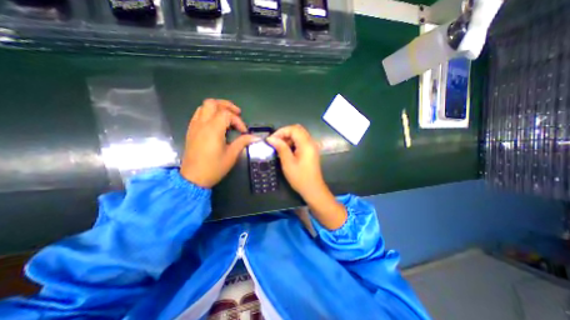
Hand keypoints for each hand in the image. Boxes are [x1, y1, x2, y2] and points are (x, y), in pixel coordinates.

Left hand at [180, 98, 257, 187]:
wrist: (193, 178)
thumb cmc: (214, 167)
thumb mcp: (231, 155)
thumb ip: (243, 142)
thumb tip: (255, 137)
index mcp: (213, 129)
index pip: (227, 114)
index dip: (238, 121)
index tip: (244, 132)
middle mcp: (202, 124)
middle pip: (212, 103)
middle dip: (226, 105)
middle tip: (237, 113)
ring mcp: (194, 126)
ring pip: (203, 107)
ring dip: (217, 108)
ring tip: (227, 117)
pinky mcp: (191, 131)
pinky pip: (198, 114)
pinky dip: (208, 113)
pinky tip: (216, 123)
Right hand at [268, 124, 346, 229]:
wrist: (313, 189)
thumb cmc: (300, 177)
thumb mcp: (288, 163)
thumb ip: (281, 148)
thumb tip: (271, 138)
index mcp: (306, 144)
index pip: (293, 129)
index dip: (281, 131)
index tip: (271, 140)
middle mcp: (311, 142)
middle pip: (297, 130)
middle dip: (284, 133)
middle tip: (275, 142)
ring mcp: (312, 147)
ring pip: (299, 135)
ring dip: (288, 138)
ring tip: (279, 146)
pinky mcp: (311, 151)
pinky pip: (301, 141)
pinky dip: (293, 142)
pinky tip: (286, 150)